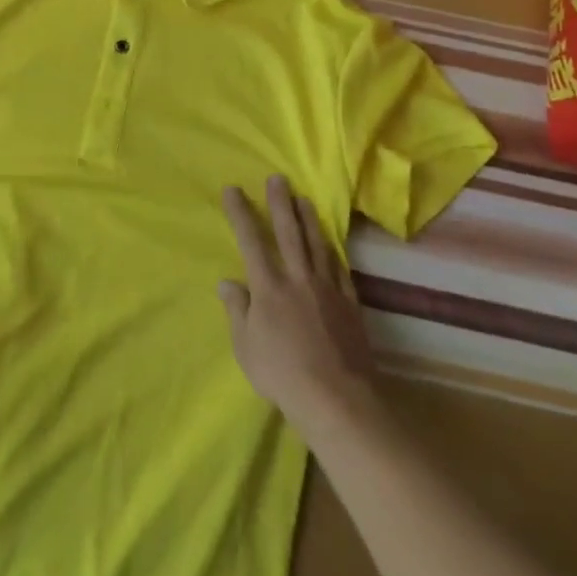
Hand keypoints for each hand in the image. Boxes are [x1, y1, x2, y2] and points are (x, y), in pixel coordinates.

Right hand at [218, 177, 378, 431]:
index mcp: (268, 287)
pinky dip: (333, 251)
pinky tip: (331, 244)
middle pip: (288, 233)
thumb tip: (227, 282)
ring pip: (317, 244)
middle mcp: (298, 278)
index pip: (250, 240)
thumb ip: (237, 310)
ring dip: (309, 219)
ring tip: (304, 200)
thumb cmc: (282, 373)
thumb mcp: (246, 346)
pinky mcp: (349, 303)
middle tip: (277, 178)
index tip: (233, 190)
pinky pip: (340, 268)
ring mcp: (327, 288)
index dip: (241, 213)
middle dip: (280, 203)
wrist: (337, 397)